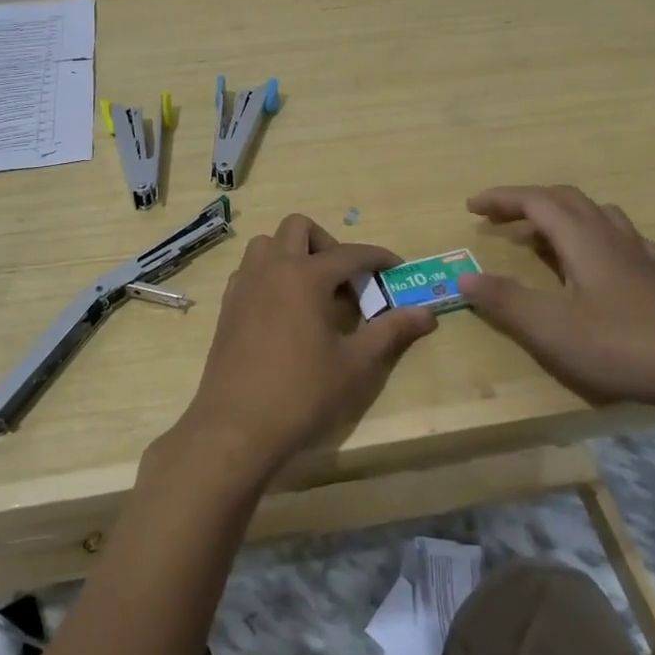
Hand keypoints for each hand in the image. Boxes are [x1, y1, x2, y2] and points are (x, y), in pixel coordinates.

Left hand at [167, 214, 436, 487]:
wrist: (236, 426)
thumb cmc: (302, 394)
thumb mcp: (355, 364)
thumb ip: (391, 331)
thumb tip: (427, 313)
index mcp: (305, 276)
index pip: (349, 253)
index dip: (377, 257)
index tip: (395, 268)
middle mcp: (271, 268)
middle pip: (299, 227)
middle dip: (328, 244)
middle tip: (345, 280)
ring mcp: (244, 284)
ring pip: (268, 243)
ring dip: (293, 253)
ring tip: (313, 291)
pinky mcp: (228, 305)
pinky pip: (250, 269)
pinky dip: (271, 273)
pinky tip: (285, 310)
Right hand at [458, 185, 654, 413]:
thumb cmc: (626, 346)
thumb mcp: (553, 328)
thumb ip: (506, 301)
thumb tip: (465, 276)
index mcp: (585, 241)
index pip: (537, 201)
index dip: (502, 198)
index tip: (471, 206)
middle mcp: (614, 239)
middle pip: (568, 201)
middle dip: (528, 203)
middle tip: (499, 219)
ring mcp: (644, 259)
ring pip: (600, 217)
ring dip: (564, 217)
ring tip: (544, 238)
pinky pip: (626, 243)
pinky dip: (599, 240)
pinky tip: (604, 264)